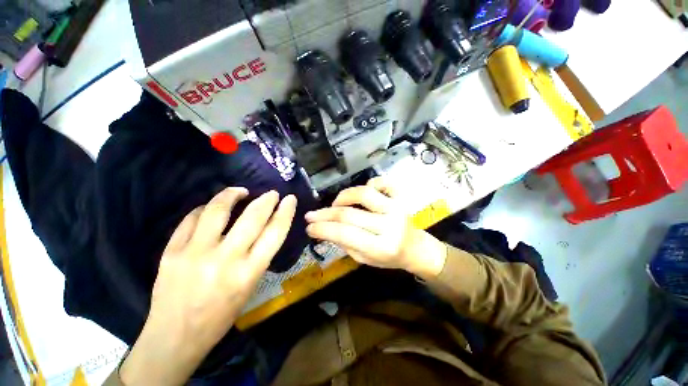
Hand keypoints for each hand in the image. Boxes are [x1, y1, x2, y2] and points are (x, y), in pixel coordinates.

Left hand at [120, 188, 296, 384]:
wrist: (174, 337)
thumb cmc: (220, 316)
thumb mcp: (250, 287)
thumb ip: (258, 256)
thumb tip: (264, 227)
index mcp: (248, 273)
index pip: (275, 233)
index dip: (285, 212)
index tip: (290, 199)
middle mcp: (225, 260)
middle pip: (252, 217)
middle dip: (266, 200)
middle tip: (271, 193)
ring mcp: (195, 254)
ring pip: (217, 210)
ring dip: (232, 195)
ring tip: (239, 191)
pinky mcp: (171, 252)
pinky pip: (191, 219)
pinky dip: (204, 209)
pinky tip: (211, 207)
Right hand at [305, 177, 446, 278]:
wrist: (415, 248)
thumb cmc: (388, 257)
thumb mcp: (365, 259)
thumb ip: (344, 243)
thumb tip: (323, 228)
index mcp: (381, 247)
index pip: (345, 234)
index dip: (323, 229)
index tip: (308, 227)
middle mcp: (390, 225)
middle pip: (349, 214)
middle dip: (325, 214)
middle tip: (311, 215)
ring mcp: (396, 208)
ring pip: (363, 194)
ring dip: (343, 196)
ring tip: (335, 204)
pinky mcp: (401, 197)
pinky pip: (382, 182)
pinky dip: (370, 183)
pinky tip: (363, 192)